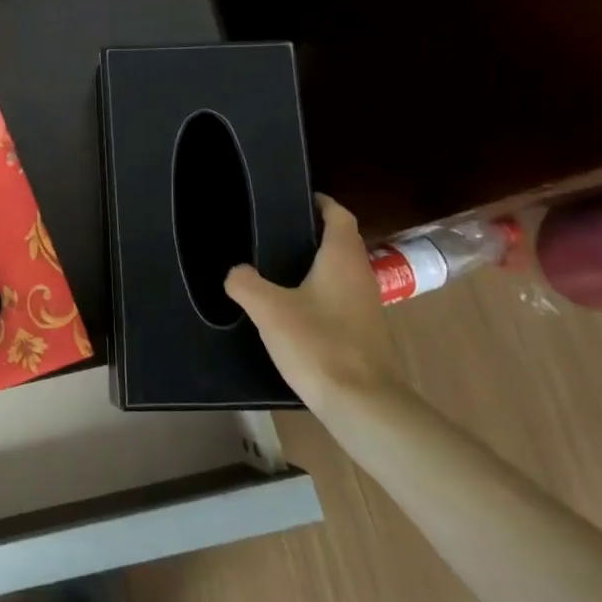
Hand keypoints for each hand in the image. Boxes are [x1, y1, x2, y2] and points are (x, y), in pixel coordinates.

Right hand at [225, 195, 393, 405]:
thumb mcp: (269, 309)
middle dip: (311, 234)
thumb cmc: (318, 344)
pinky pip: (339, 299)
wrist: (362, 403)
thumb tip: (236, 272)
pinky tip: (292, 309)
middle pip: (340, 243)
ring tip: (276, 269)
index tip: (296, 198)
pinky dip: (318, 294)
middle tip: (274, 233)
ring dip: (314, 265)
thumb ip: (245, 283)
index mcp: (342, 259)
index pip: (339, 216)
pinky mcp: (363, 333)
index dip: (321, 202)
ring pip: (339, 272)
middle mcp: (360, 275)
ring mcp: (366, 306)